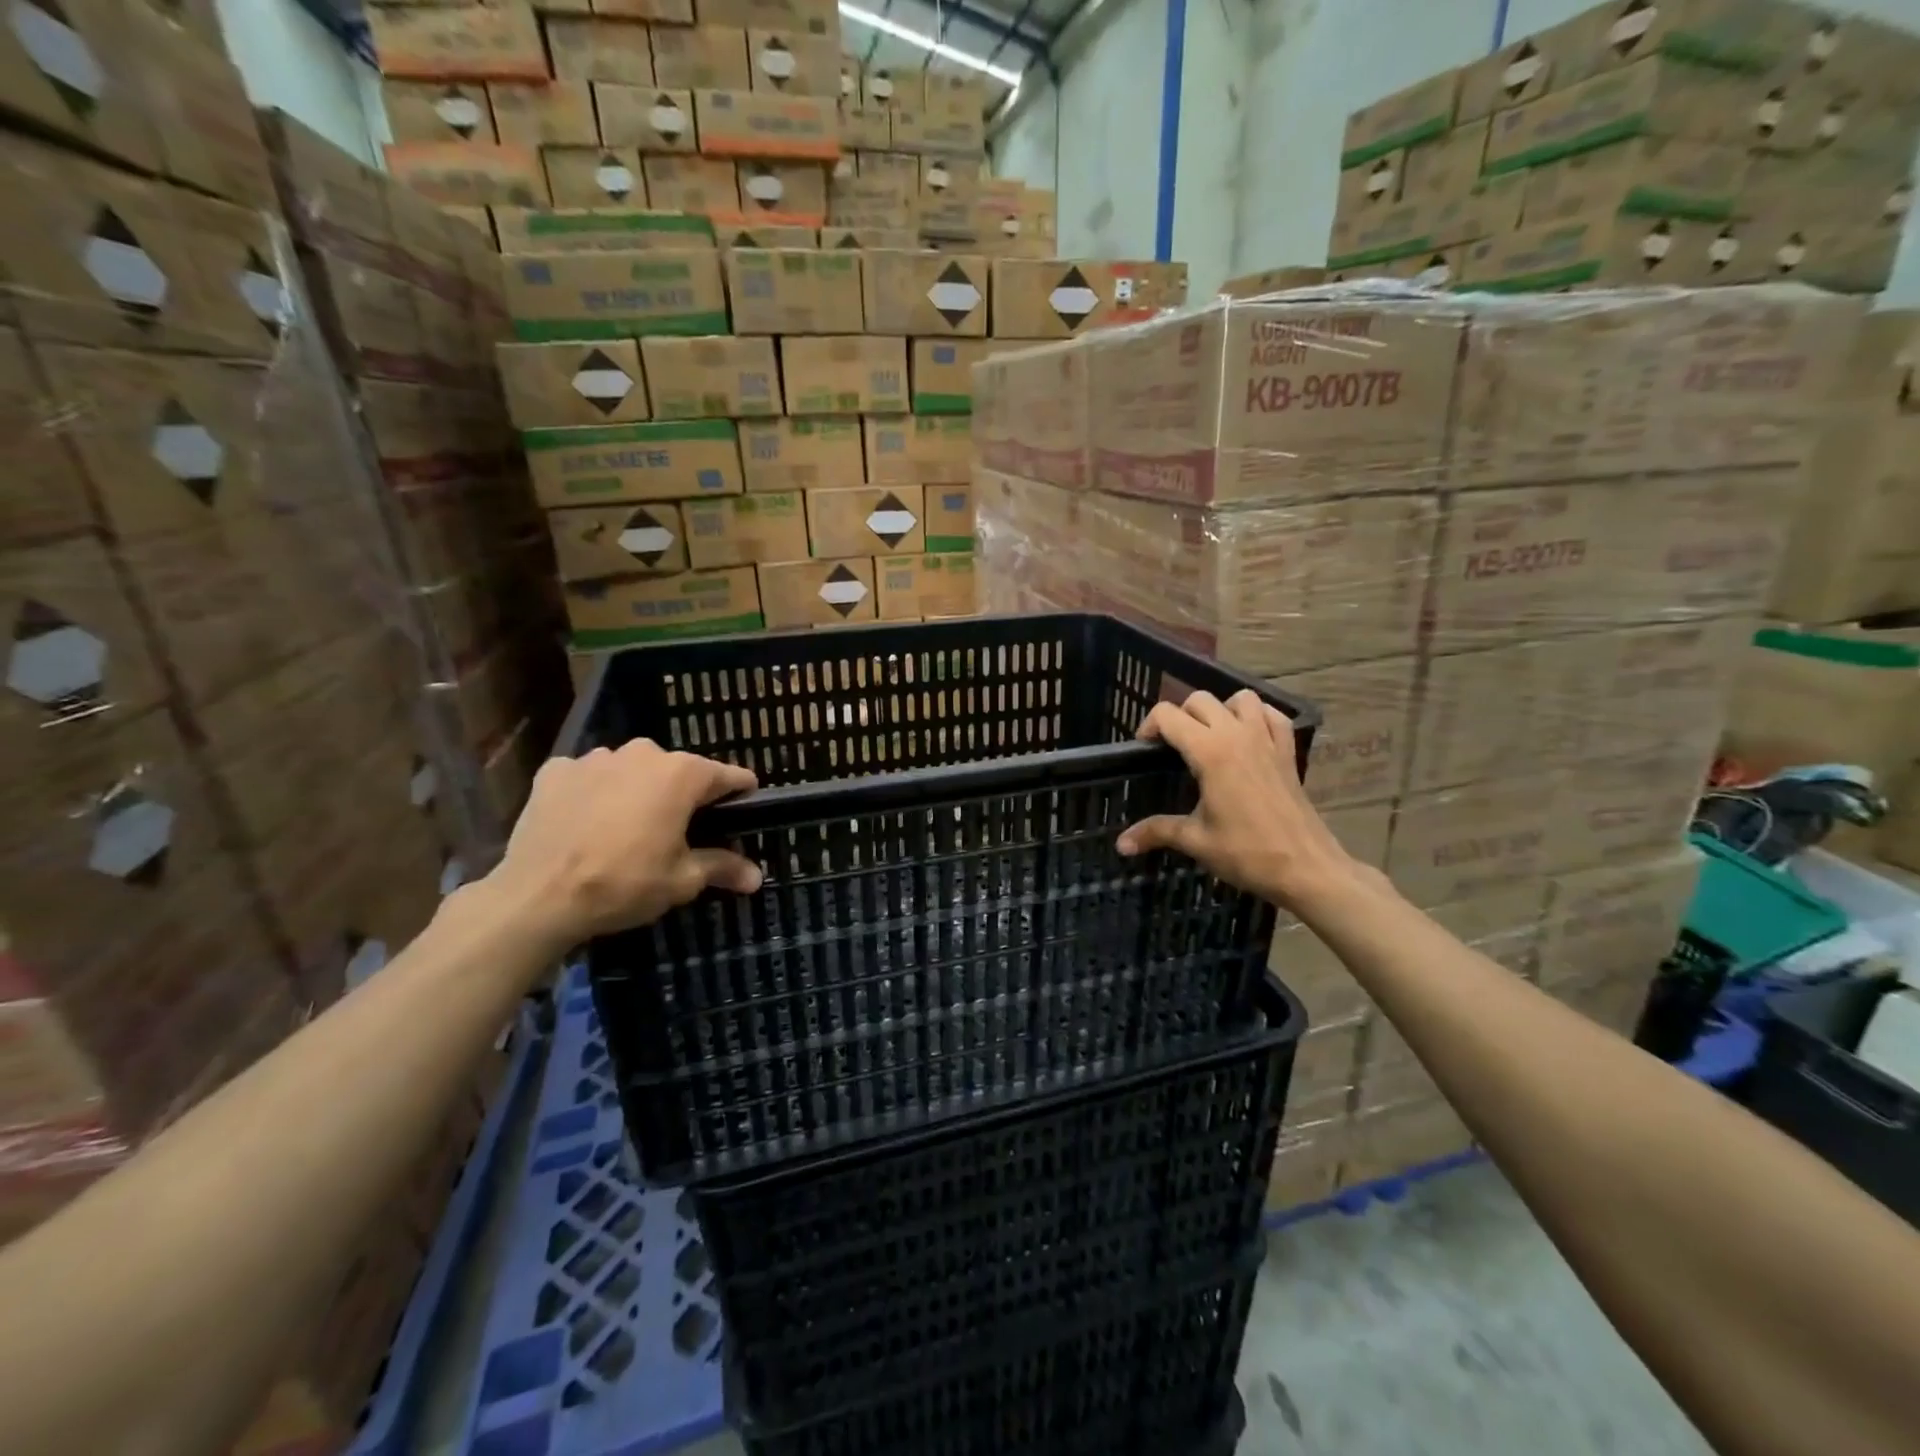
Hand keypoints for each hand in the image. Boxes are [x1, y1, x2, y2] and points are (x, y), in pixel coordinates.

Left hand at [481, 740, 762, 948]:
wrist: (537, 897)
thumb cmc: (624, 883)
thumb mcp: (682, 881)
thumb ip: (722, 867)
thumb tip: (757, 877)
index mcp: (682, 774)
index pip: (728, 776)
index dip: (740, 795)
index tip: (743, 813)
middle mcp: (642, 753)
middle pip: (678, 771)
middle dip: (683, 796)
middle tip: (679, 834)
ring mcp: (595, 758)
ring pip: (632, 771)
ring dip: (637, 792)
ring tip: (627, 829)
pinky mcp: (555, 771)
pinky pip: (588, 777)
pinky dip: (594, 793)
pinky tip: (586, 824)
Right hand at [1116, 689, 1365, 915]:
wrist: (1307, 868)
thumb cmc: (1247, 853)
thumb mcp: (1195, 841)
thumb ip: (1155, 832)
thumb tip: (1121, 844)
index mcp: (1210, 752)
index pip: (1168, 715)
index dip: (1149, 727)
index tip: (1145, 750)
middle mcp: (1237, 735)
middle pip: (1200, 700)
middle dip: (1180, 716)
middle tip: (1173, 748)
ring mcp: (1267, 740)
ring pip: (1240, 698)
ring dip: (1221, 710)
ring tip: (1211, 737)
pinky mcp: (1288, 752)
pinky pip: (1273, 715)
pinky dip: (1258, 717)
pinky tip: (1248, 738)